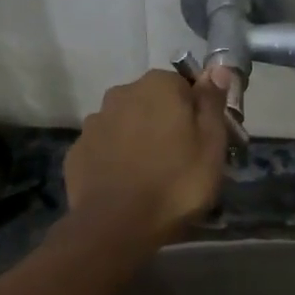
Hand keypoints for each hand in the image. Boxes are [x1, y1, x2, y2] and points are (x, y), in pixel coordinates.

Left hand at [64, 69, 228, 243]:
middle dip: (165, 123)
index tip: (204, 141)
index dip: (197, 113)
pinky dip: (116, 159)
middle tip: (181, 160)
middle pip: (152, 103)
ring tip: (151, 175)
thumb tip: (217, 68)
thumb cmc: (176, 183)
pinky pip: (105, 148)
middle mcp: (121, 93)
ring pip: (126, 124)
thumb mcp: (211, 145)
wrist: (117, 225)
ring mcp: (94, 122)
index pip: (185, 86)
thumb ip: (212, 103)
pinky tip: (126, 185)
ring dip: (138, 140)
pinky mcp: (77, 151)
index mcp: (158, 86)